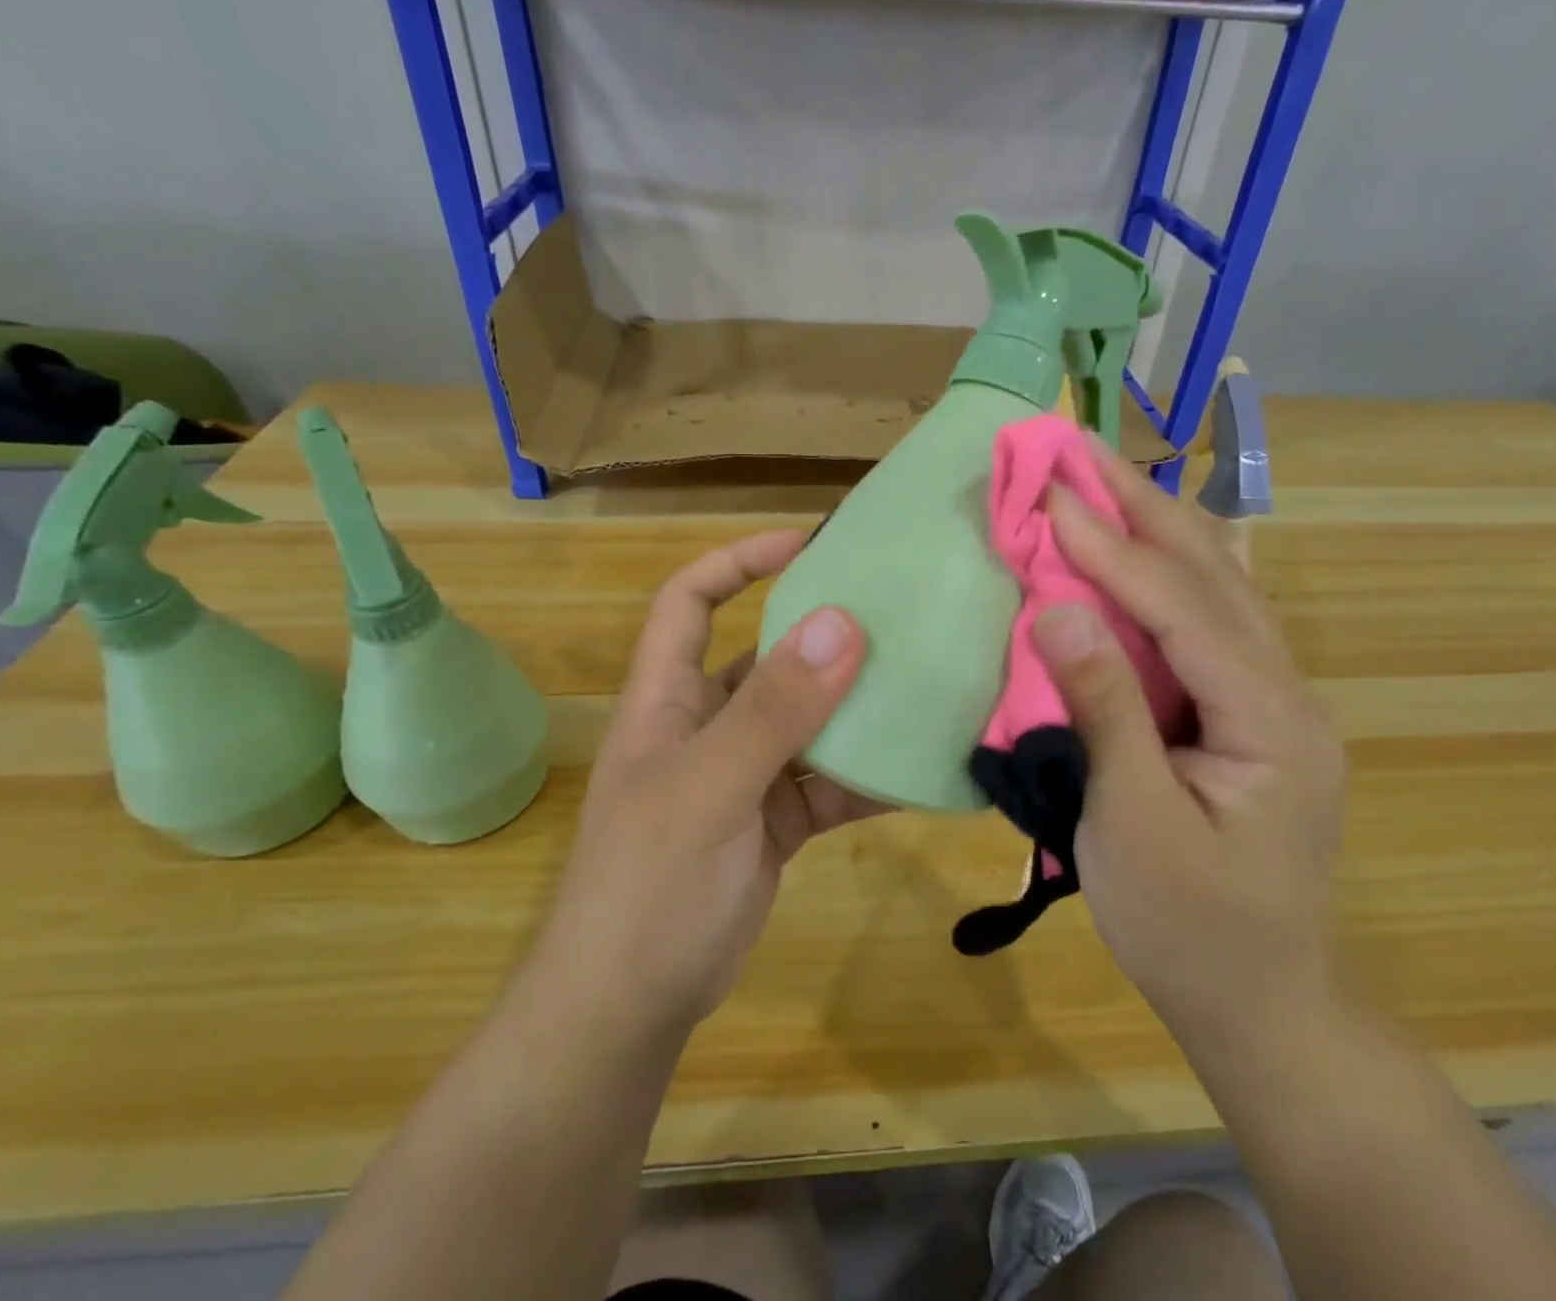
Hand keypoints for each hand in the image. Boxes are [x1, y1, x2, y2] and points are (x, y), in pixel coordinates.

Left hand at [538, 531, 879, 1035]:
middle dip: (822, 635)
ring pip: (808, 721)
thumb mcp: (709, 790)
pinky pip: (829, 782)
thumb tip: (841, 622)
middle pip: (765, 657)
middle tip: (896, 614)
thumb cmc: (648, 888)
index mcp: (668, 700)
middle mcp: (707, 725)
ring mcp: (744, 775)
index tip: (807, 544)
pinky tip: (918, 770)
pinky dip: (868, 776)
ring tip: (924, 682)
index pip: (690, 602)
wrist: (630, 1010)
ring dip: (856, 707)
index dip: (738, 562)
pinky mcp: (775, 821)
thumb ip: (774, 710)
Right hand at [1033, 440, 1347, 1059]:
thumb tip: (1058, 605)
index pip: (1183, 606)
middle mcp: (1285, 691)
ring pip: (1218, 588)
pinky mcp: (1247, 714)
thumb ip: (1104, 710)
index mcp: (1270, 720)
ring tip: (1103, 477)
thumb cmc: (1191, 928)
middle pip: (1213, 575)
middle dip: (1144, 505)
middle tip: (1080, 448)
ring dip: (1157, 527)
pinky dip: (1169, 570)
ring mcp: (1272, 699)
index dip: (1111, 546)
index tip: (1050, 493)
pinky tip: (1153, 541)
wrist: (1262, 1003)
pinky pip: (1209, 620)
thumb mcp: (1134, 825)